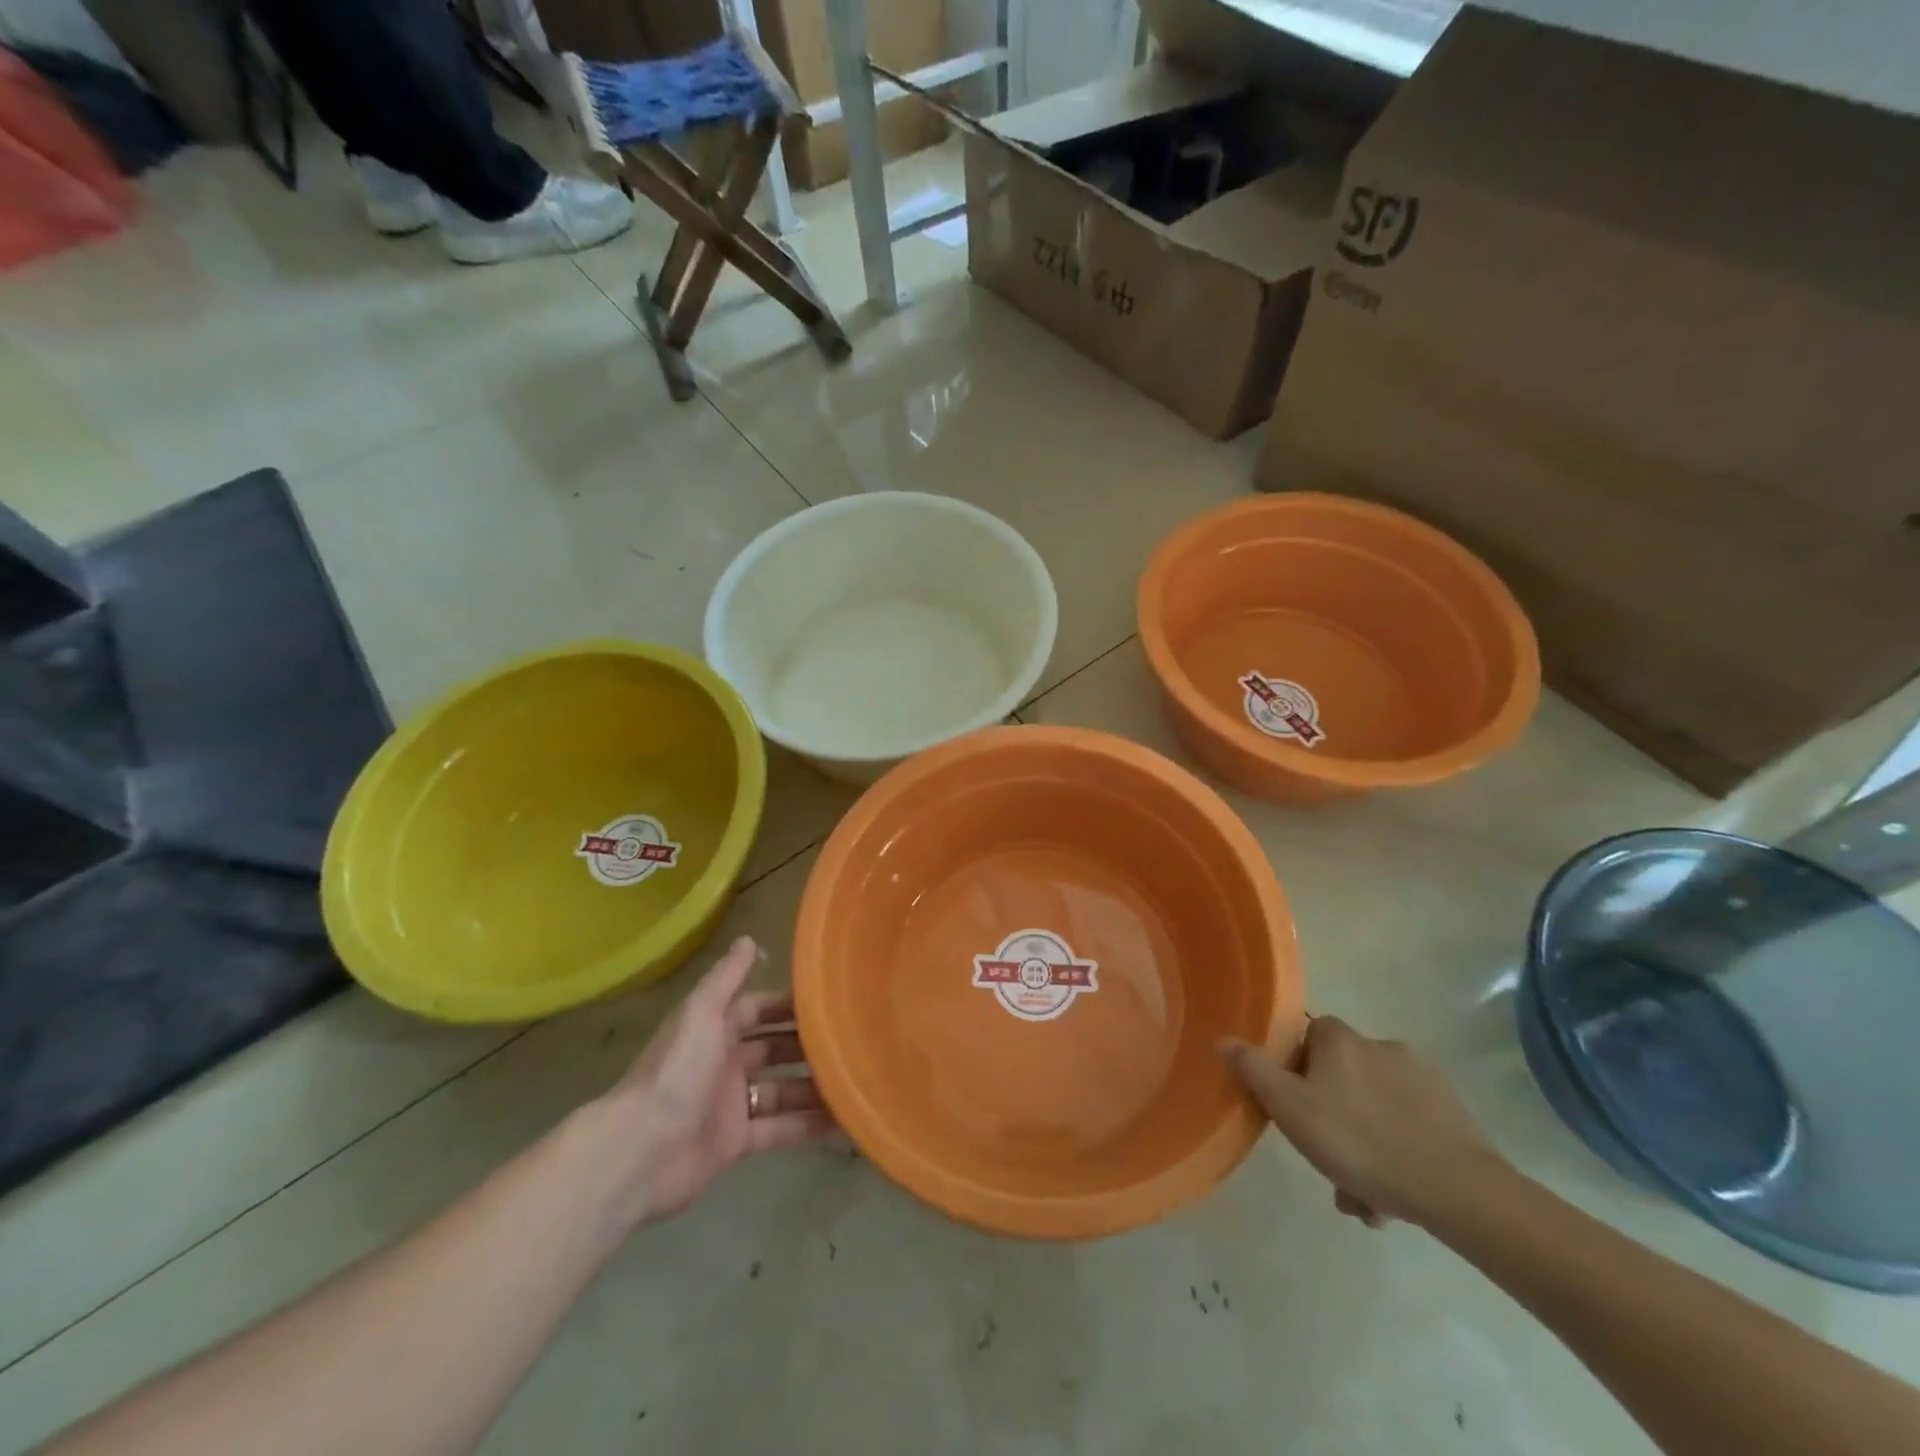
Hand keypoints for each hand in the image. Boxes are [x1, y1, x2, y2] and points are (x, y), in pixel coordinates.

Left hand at [600, 936, 835, 1222]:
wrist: (640, 1151)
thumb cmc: (676, 1072)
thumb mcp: (701, 1014)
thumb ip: (726, 978)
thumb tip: (748, 938)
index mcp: (714, 1029)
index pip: (757, 1009)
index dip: (788, 1005)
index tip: (829, 1001)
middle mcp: (724, 1063)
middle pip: (773, 1048)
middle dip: (806, 1045)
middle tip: (852, 1040)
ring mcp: (730, 1104)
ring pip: (781, 1089)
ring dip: (812, 1085)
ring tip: (855, 1079)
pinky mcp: (736, 1142)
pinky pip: (779, 1128)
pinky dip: (806, 1124)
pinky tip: (841, 1120)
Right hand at [1220, 1016, 1506, 1229]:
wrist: (1457, 1189)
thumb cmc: (1359, 1141)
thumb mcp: (1290, 1109)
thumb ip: (1254, 1071)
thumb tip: (1223, 1039)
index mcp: (1341, 1039)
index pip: (1309, 1036)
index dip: (1297, 1068)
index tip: (1295, 1106)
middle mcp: (1381, 1045)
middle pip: (1342, 1076)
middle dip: (1332, 1119)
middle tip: (1327, 1163)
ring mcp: (1422, 1078)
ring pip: (1375, 1108)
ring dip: (1364, 1145)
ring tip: (1363, 1197)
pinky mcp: (1453, 1113)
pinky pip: (1409, 1127)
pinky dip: (1397, 1154)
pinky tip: (1394, 1196)